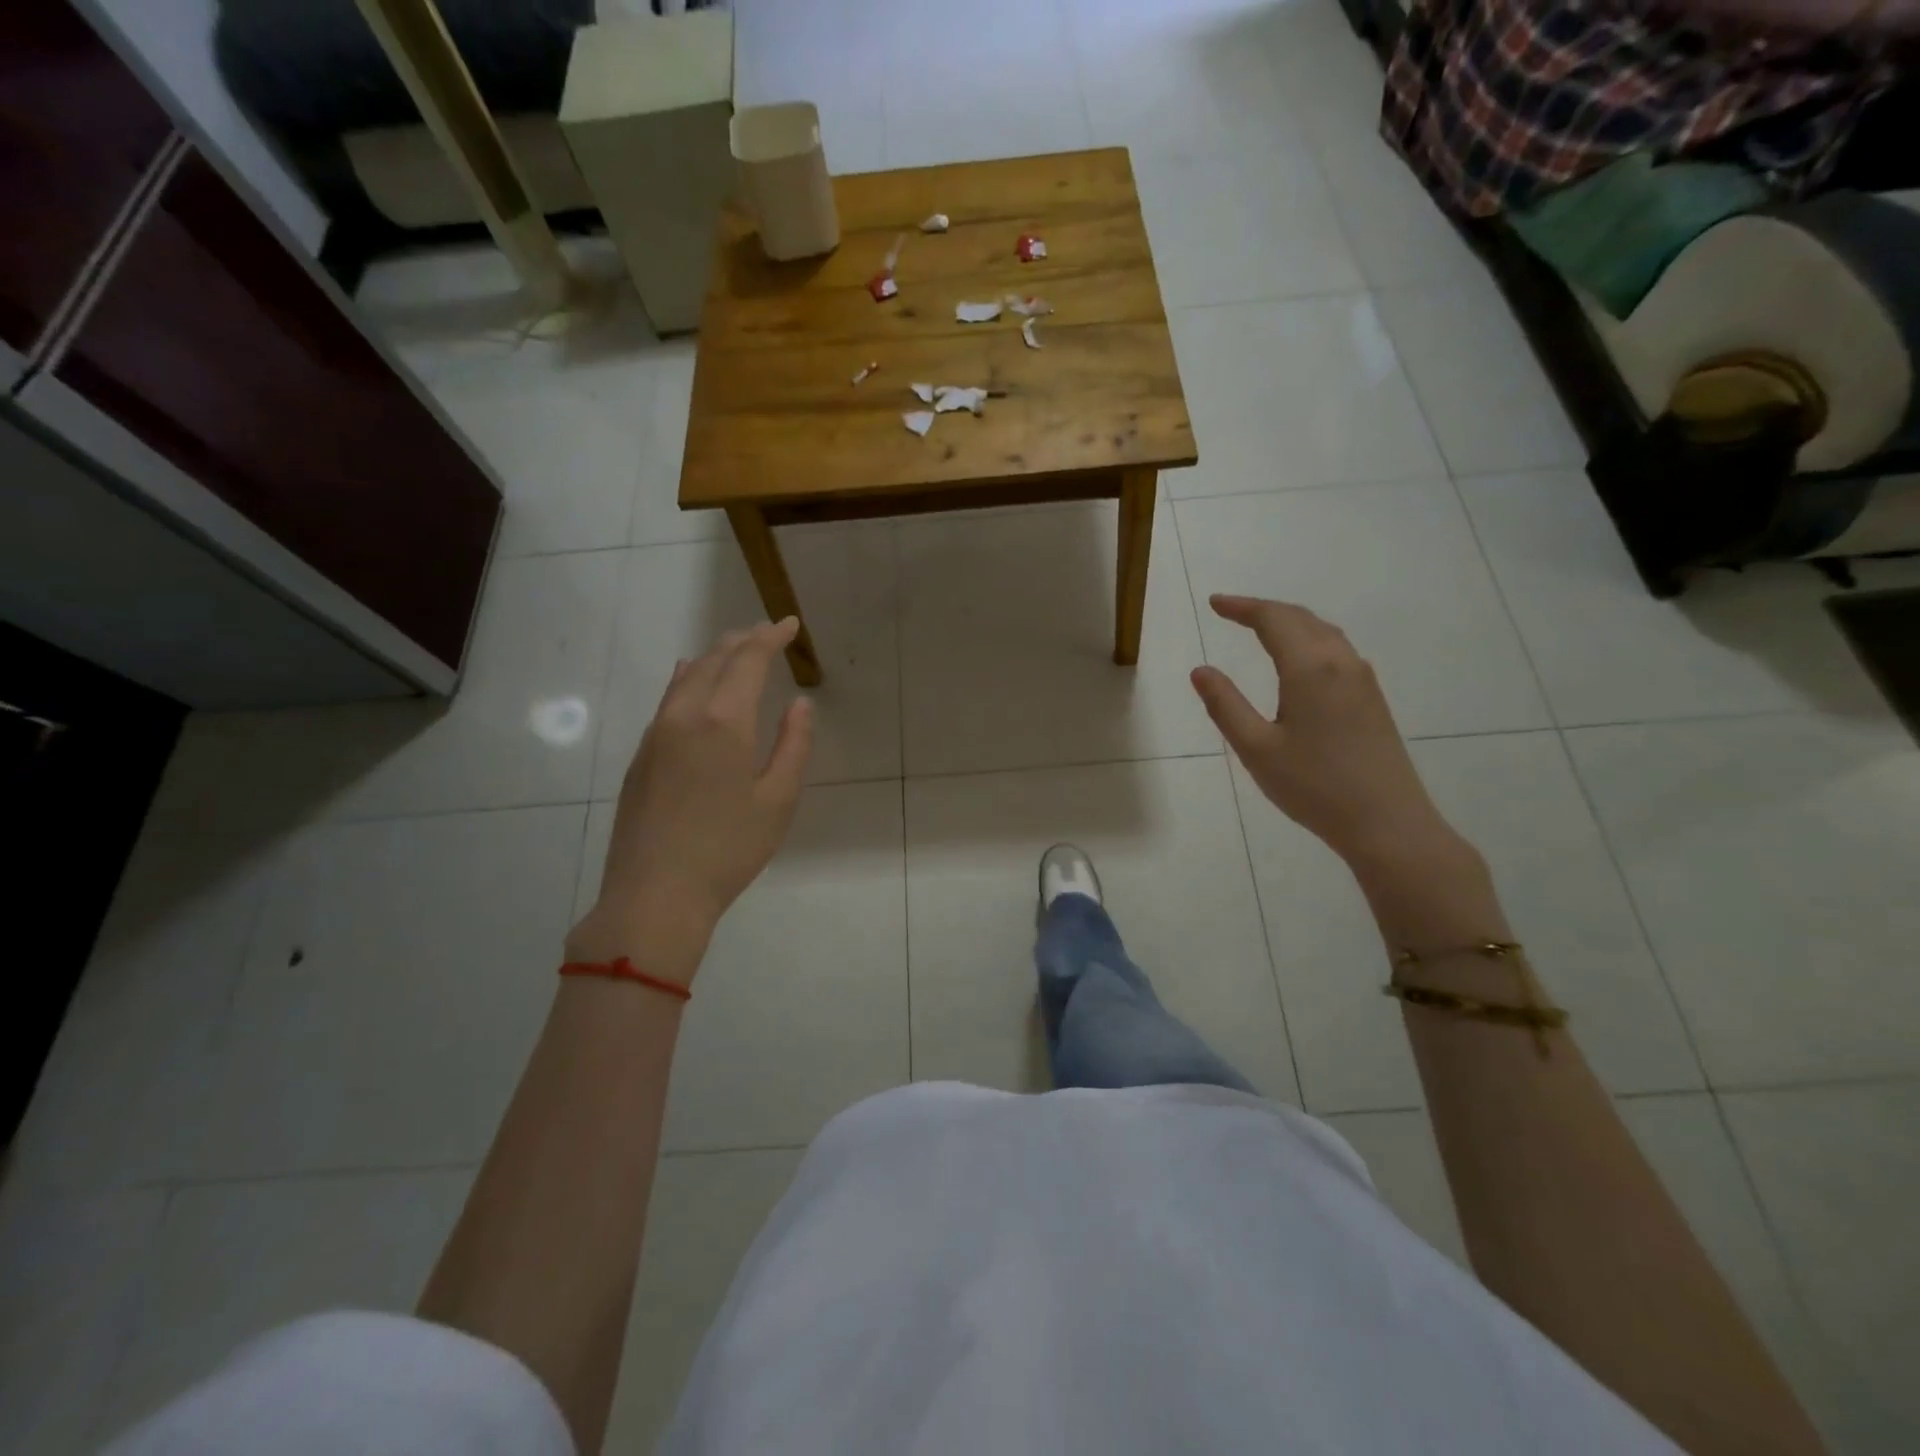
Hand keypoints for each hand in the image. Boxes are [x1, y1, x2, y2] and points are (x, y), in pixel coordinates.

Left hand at [566, 619, 813, 981]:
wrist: (655, 893)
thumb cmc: (728, 849)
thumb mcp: (778, 800)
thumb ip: (793, 745)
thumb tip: (799, 704)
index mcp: (723, 721)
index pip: (748, 660)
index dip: (771, 638)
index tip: (789, 624)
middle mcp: (684, 715)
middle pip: (714, 660)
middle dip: (743, 640)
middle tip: (768, 633)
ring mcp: (655, 734)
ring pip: (686, 677)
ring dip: (715, 657)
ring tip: (736, 650)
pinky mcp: (641, 756)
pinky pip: (668, 699)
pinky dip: (689, 679)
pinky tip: (694, 683)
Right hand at [1190, 596, 1453, 868]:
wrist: (1388, 823)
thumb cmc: (1314, 787)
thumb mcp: (1256, 748)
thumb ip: (1225, 705)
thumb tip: (1200, 670)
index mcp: (1310, 668)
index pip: (1273, 620)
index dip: (1242, 607)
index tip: (1215, 603)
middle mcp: (1341, 663)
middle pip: (1301, 619)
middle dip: (1264, 610)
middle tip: (1231, 612)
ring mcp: (1362, 680)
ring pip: (1323, 632)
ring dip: (1289, 623)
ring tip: (1261, 628)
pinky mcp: (1372, 699)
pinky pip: (1337, 650)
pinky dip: (1308, 640)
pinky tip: (1299, 660)